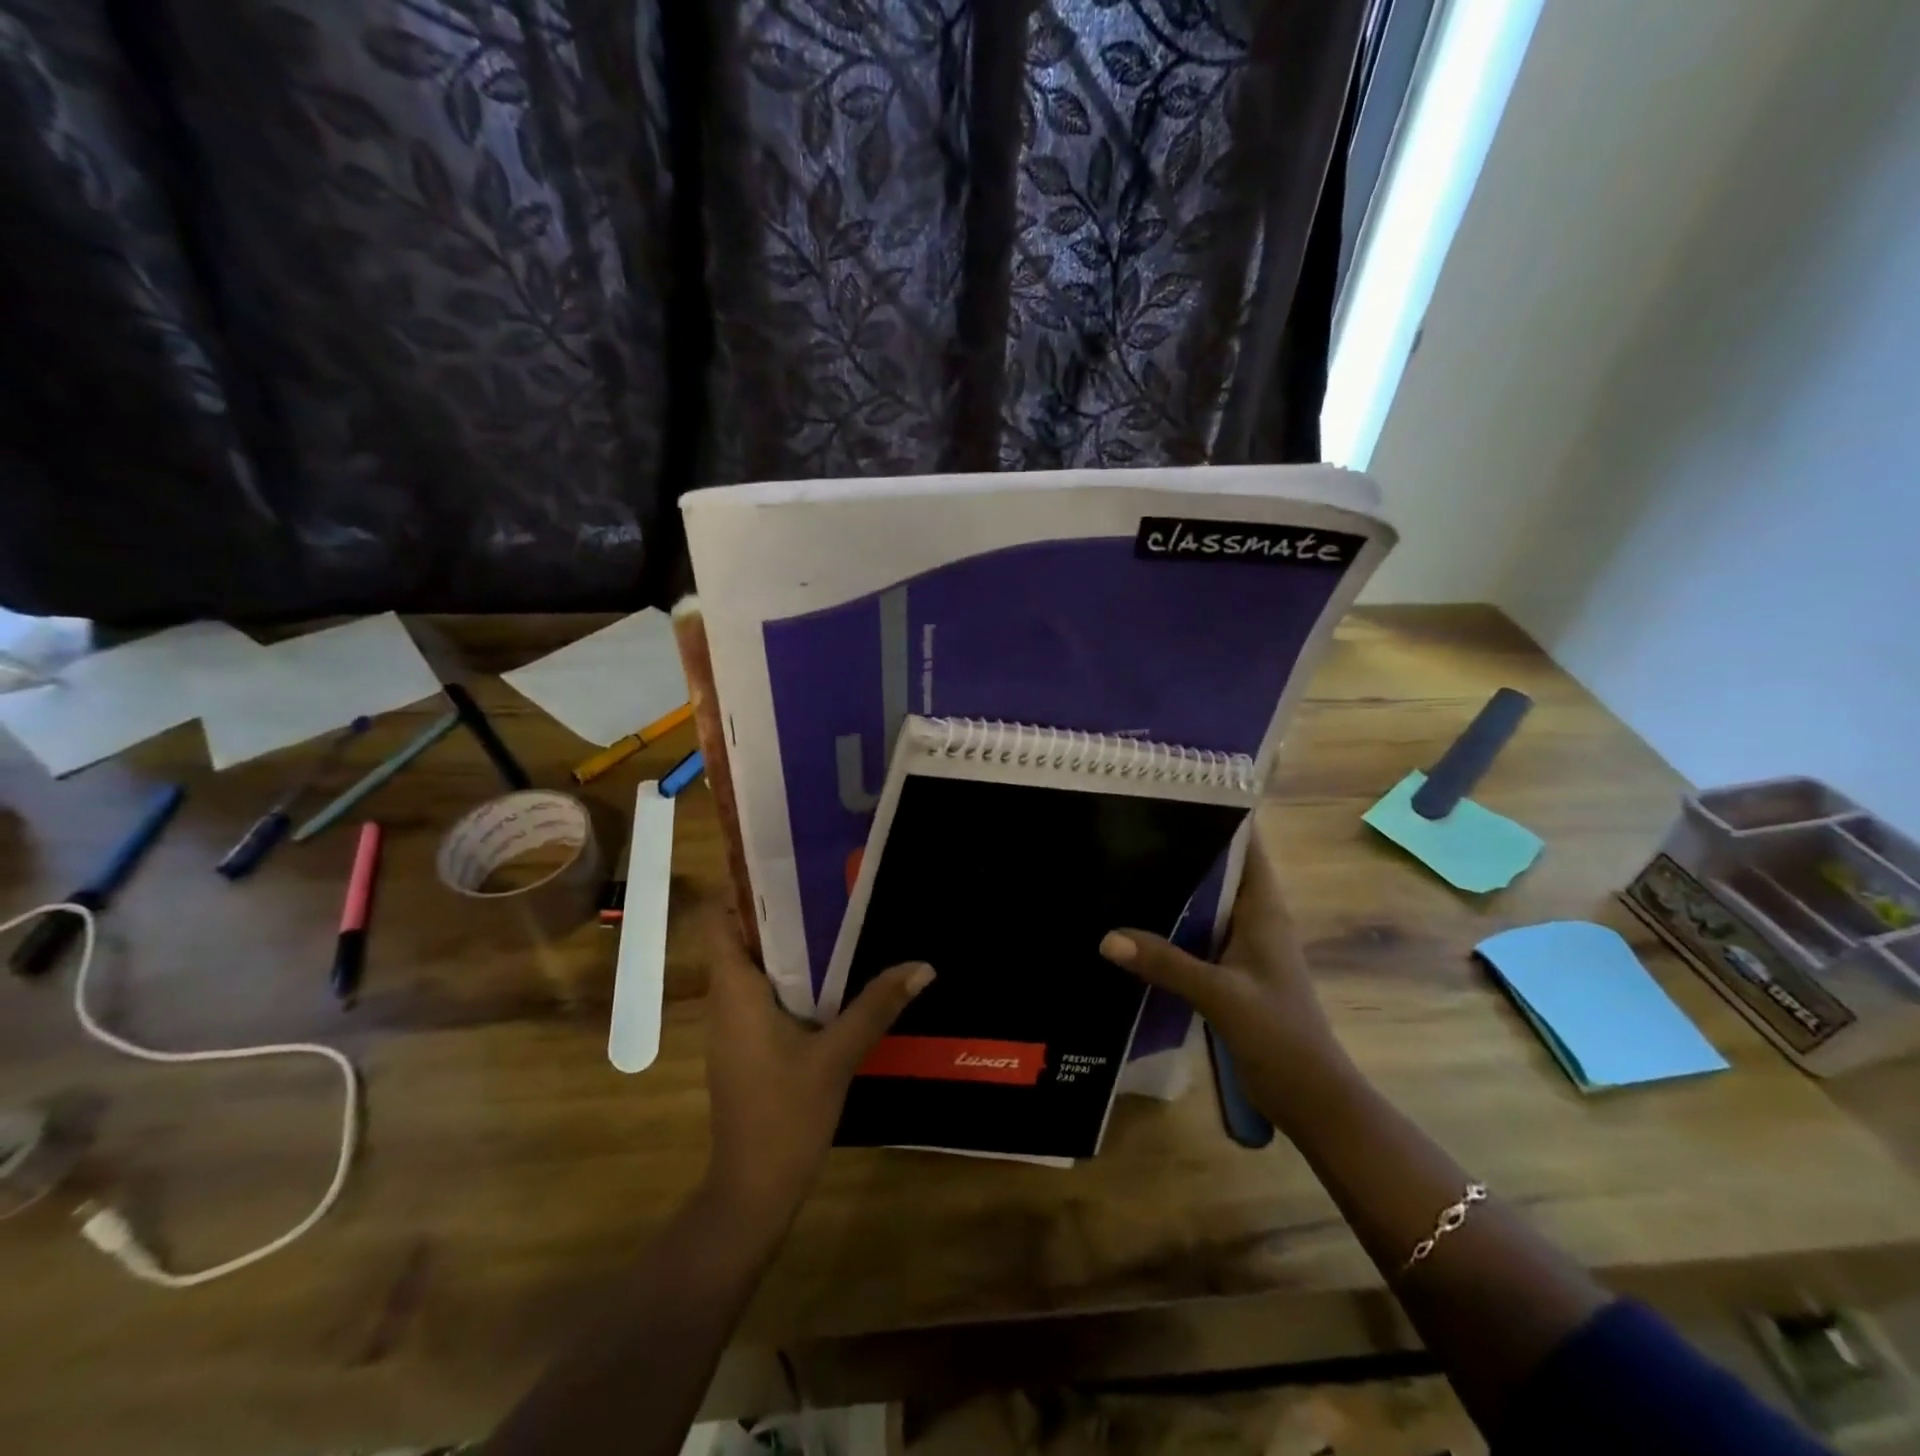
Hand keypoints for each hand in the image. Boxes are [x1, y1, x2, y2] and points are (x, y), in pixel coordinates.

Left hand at [701, 911, 932, 1230]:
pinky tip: (827, 981)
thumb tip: (923, 966)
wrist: (753, 1190)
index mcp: (735, 991)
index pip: (718, 922)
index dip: (742, 892)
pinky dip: (787, 979)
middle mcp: (724, 1001)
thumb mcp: (838, 1055)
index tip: (785, 869)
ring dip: (785, 947)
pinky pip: (759, 995)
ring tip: (833, 922)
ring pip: (751, 969)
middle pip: (739, 939)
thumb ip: (877, 1006)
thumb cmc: (786, 1114)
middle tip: (826, 887)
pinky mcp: (743, 1048)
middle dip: (778, 912)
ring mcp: (730, 1028)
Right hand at [1100, 830, 1356, 1132]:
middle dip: (1183, 848)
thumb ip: (1166, 963)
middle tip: (1131, 827)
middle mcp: (1255, 919)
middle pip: (1219, 870)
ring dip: (1175, 888)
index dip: (1218, 816)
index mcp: (1264, 910)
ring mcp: (1243, 946)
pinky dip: (1172, 925)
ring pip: (1206, 903)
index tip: (1173, 794)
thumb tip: (1107, 937)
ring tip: (1125, 863)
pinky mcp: (1231, 971)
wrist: (1310, 1097)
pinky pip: (1197, 935)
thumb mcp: (1220, 995)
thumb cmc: (1279, 1034)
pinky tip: (1136, 923)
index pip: (1246, 847)